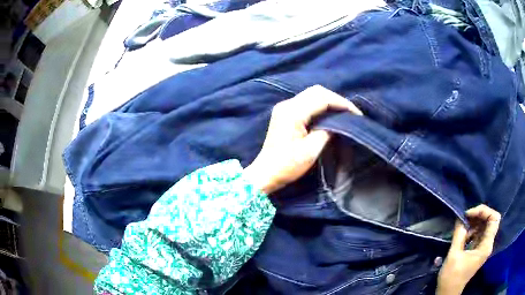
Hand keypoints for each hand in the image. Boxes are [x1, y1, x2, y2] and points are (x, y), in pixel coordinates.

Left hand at [244, 85, 361, 193]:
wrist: (265, 173)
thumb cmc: (287, 165)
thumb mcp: (311, 151)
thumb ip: (327, 132)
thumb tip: (338, 123)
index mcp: (292, 112)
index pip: (322, 98)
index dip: (341, 103)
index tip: (356, 113)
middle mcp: (287, 104)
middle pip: (316, 91)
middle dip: (336, 99)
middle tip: (351, 112)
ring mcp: (284, 107)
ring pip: (311, 94)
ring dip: (329, 101)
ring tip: (343, 112)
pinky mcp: (285, 113)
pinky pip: (306, 102)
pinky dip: (320, 105)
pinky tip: (329, 114)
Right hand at [437, 205, 500, 294]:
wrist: (448, 293)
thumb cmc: (452, 277)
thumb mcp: (454, 255)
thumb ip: (459, 235)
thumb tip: (460, 217)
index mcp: (486, 246)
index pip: (494, 219)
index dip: (484, 211)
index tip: (470, 214)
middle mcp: (487, 244)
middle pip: (490, 220)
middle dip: (479, 215)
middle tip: (465, 217)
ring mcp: (483, 247)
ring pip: (484, 226)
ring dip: (474, 223)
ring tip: (462, 226)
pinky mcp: (478, 250)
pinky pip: (479, 234)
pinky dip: (472, 230)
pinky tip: (463, 234)